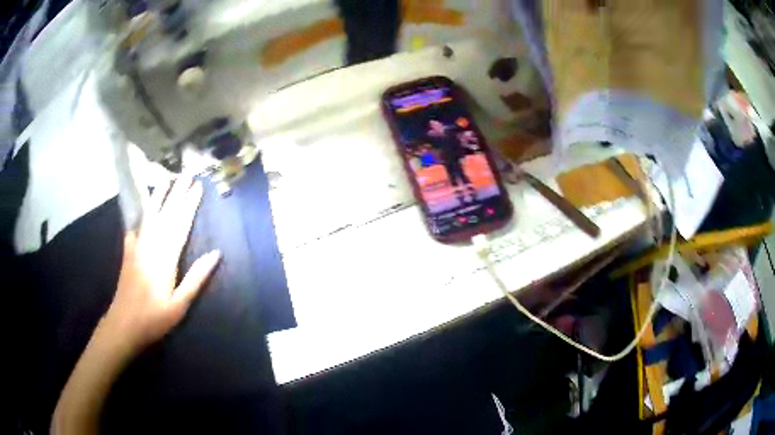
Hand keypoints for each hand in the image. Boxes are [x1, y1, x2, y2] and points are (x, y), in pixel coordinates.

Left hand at [103, 178, 219, 353]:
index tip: (198, 187)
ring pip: (150, 216)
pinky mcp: (128, 253)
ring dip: (159, 197)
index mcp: (166, 259)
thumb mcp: (179, 304)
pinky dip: (140, 215)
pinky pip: (135, 228)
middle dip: (177, 194)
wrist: (124, 324)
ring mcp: (137, 248)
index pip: (180, 225)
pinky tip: (142, 207)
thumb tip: (215, 254)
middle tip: (187, 175)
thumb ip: (196, 278)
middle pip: (166, 215)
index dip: (189, 205)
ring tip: (166, 181)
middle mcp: (151, 247)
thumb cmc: (154, 318)